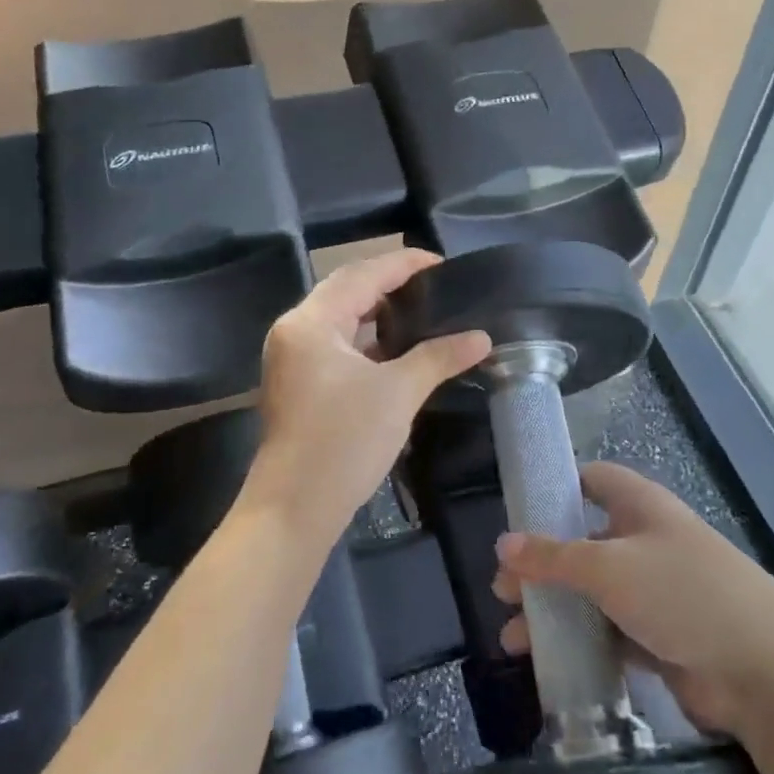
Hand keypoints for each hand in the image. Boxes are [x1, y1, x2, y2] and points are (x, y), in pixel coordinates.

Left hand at [245, 250, 490, 549]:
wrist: (295, 509)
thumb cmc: (344, 441)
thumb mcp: (398, 393)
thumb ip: (439, 356)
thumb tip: (482, 337)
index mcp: (311, 322)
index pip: (362, 274)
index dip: (405, 264)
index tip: (443, 263)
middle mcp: (294, 331)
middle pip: (346, 291)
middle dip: (390, 284)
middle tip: (434, 286)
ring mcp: (291, 360)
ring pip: (340, 320)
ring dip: (377, 314)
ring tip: (421, 312)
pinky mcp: (297, 385)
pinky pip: (335, 346)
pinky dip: (365, 341)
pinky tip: (395, 350)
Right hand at [493, 462, 773, 735]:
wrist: (763, 672)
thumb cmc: (681, 594)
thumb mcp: (608, 567)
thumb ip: (553, 557)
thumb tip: (503, 544)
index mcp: (641, 507)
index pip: (594, 481)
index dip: (557, 489)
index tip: (519, 512)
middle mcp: (646, 542)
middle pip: (584, 542)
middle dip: (542, 565)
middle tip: (503, 591)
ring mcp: (655, 591)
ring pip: (592, 593)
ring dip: (553, 611)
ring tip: (514, 639)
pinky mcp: (661, 637)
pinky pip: (608, 632)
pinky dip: (579, 642)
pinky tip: (548, 661)